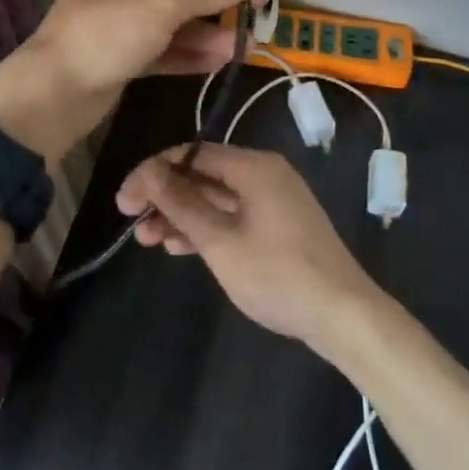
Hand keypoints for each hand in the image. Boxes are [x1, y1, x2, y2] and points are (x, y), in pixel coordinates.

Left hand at [0, 0, 265, 164]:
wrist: (54, 92)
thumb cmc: (109, 31)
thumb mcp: (165, 3)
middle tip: (257, 12)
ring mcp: (120, 20)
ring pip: (174, 19)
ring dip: (208, 29)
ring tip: (244, 43)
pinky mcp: (121, 55)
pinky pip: (163, 47)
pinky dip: (189, 52)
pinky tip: (220, 60)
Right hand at [115, 144, 378, 350]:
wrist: (343, 315)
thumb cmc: (277, 274)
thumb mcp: (220, 241)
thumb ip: (181, 203)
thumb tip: (147, 171)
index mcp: (253, 166)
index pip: (192, 154)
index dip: (154, 172)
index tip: (125, 199)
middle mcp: (264, 174)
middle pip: (203, 175)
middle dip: (166, 197)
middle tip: (132, 220)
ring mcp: (273, 200)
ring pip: (215, 198)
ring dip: (182, 216)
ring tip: (148, 240)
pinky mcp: (278, 226)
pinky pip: (232, 215)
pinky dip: (206, 227)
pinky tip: (179, 246)